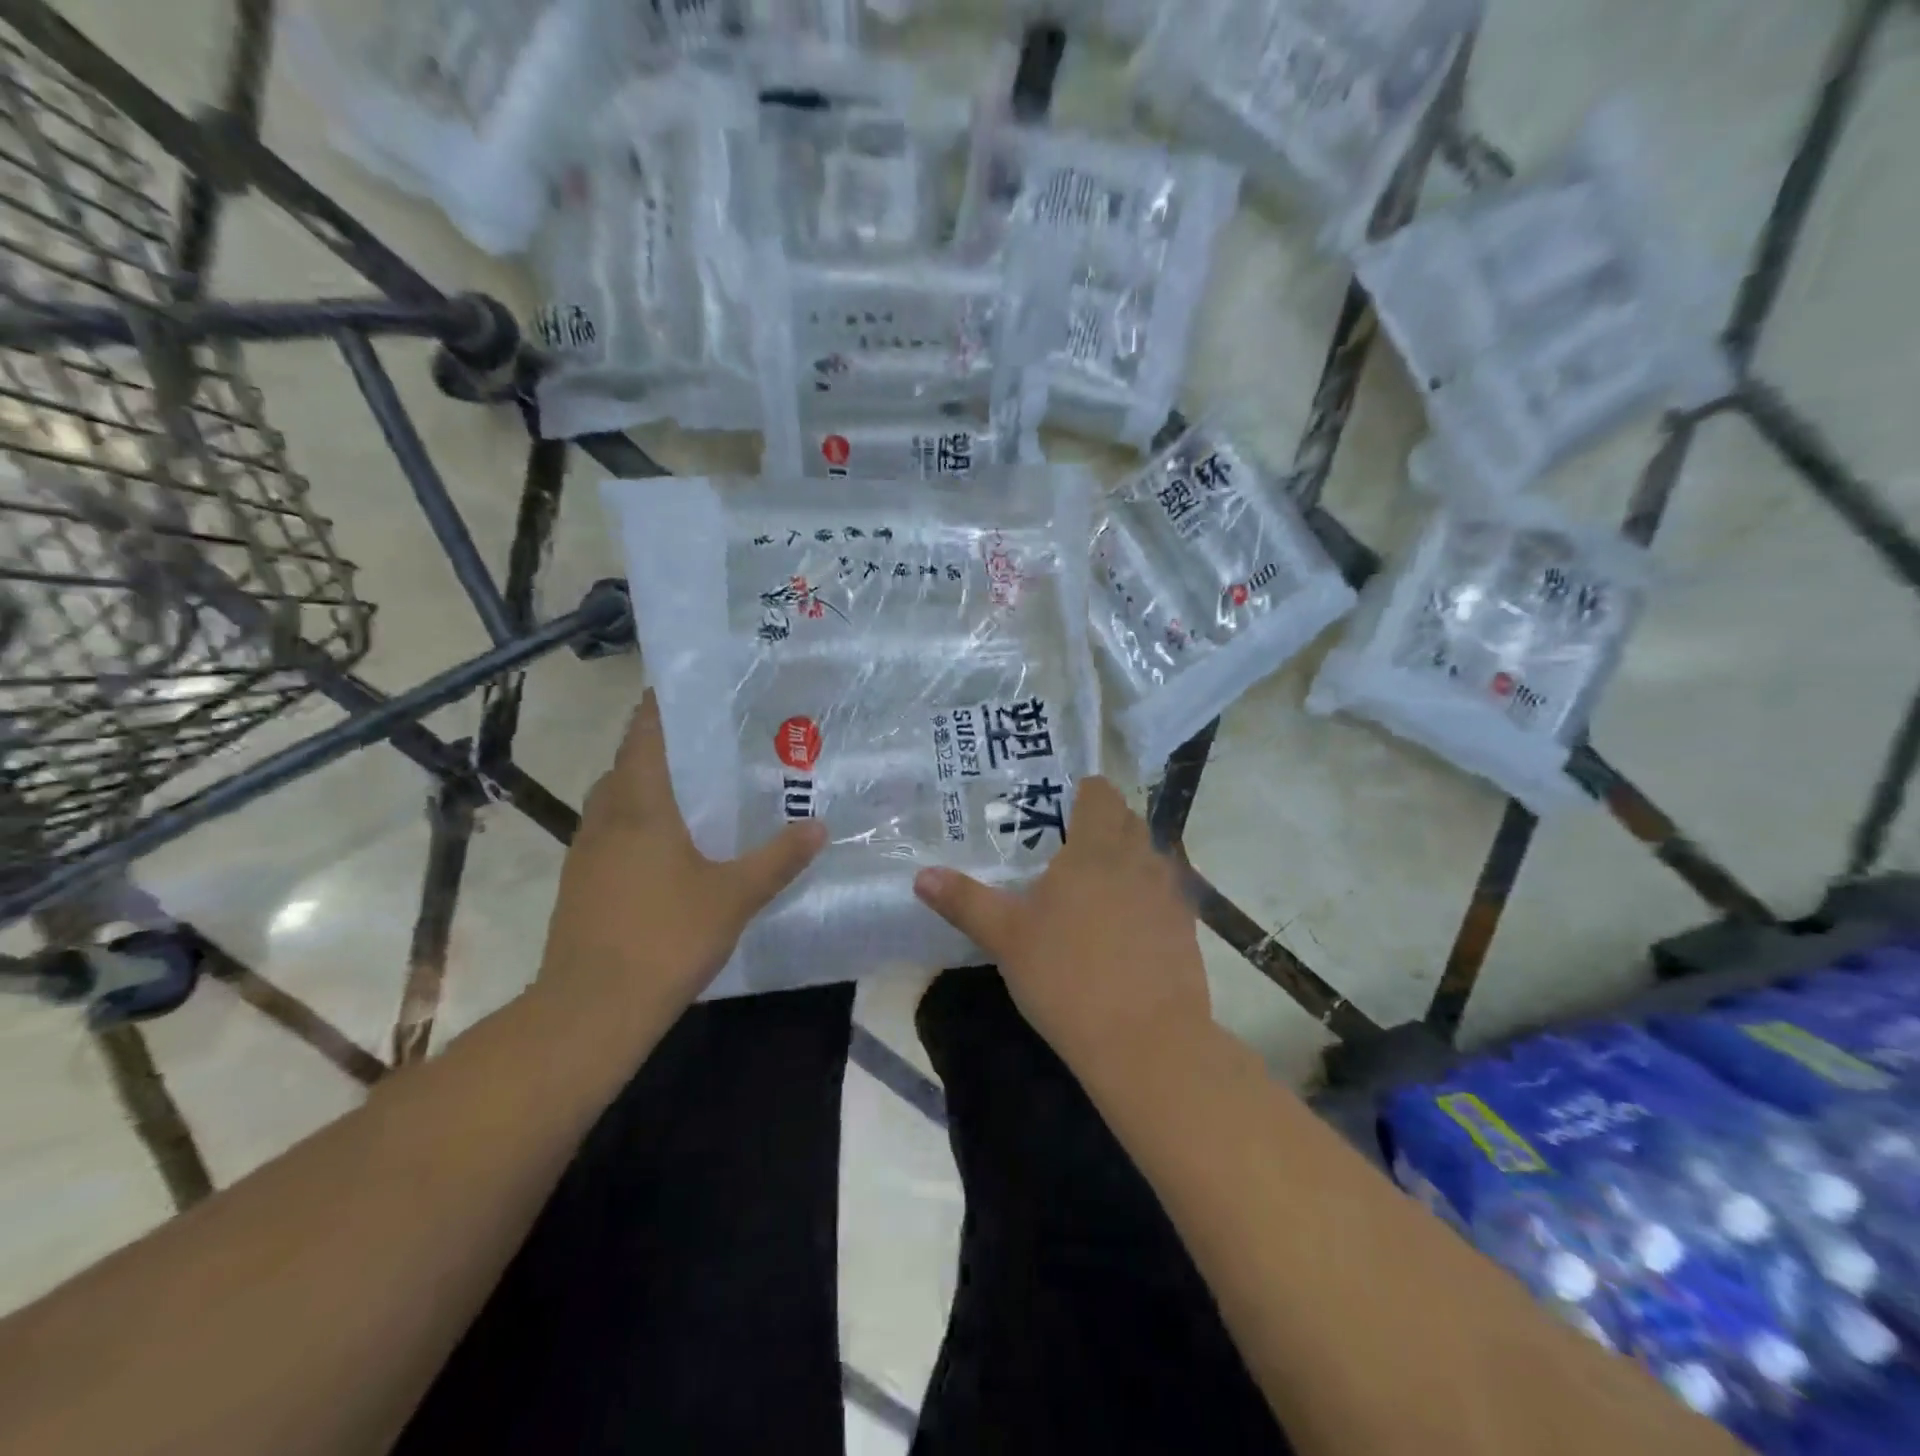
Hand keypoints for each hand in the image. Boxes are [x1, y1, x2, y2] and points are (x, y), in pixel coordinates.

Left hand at [538, 693, 825, 1029]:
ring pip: (617, 800)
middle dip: (663, 747)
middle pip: (629, 764)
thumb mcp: (735, 895)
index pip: (645, 734)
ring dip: (648, 787)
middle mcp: (606, 817)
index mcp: (639, 805)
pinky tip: (670, 847)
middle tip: (711, 742)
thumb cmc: (666, 937)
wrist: (591, 1009)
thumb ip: (779, 858)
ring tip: (696, 790)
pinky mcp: (581, 883)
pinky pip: (611, 832)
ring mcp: (586, 851)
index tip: (689, 688)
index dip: (661, 705)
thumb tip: (819, 826)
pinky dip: (638, 823)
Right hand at [912, 777, 1211, 1082]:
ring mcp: (1169, 895)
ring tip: (1097, 887)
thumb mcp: (1006, 938)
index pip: (1101, 794)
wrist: (1146, 1041)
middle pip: (1129, 821)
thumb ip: (965, 901)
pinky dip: (1147, 896)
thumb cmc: (1066, 976)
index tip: (1063, 806)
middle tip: (1070, 847)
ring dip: (1128, 859)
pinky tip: (1125, 928)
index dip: (1085, 792)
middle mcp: (1139, 859)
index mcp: (1095, 849)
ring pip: (1150, 857)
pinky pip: (1166, 894)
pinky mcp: (1187, 929)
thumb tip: (921, 876)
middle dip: (1105, 824)